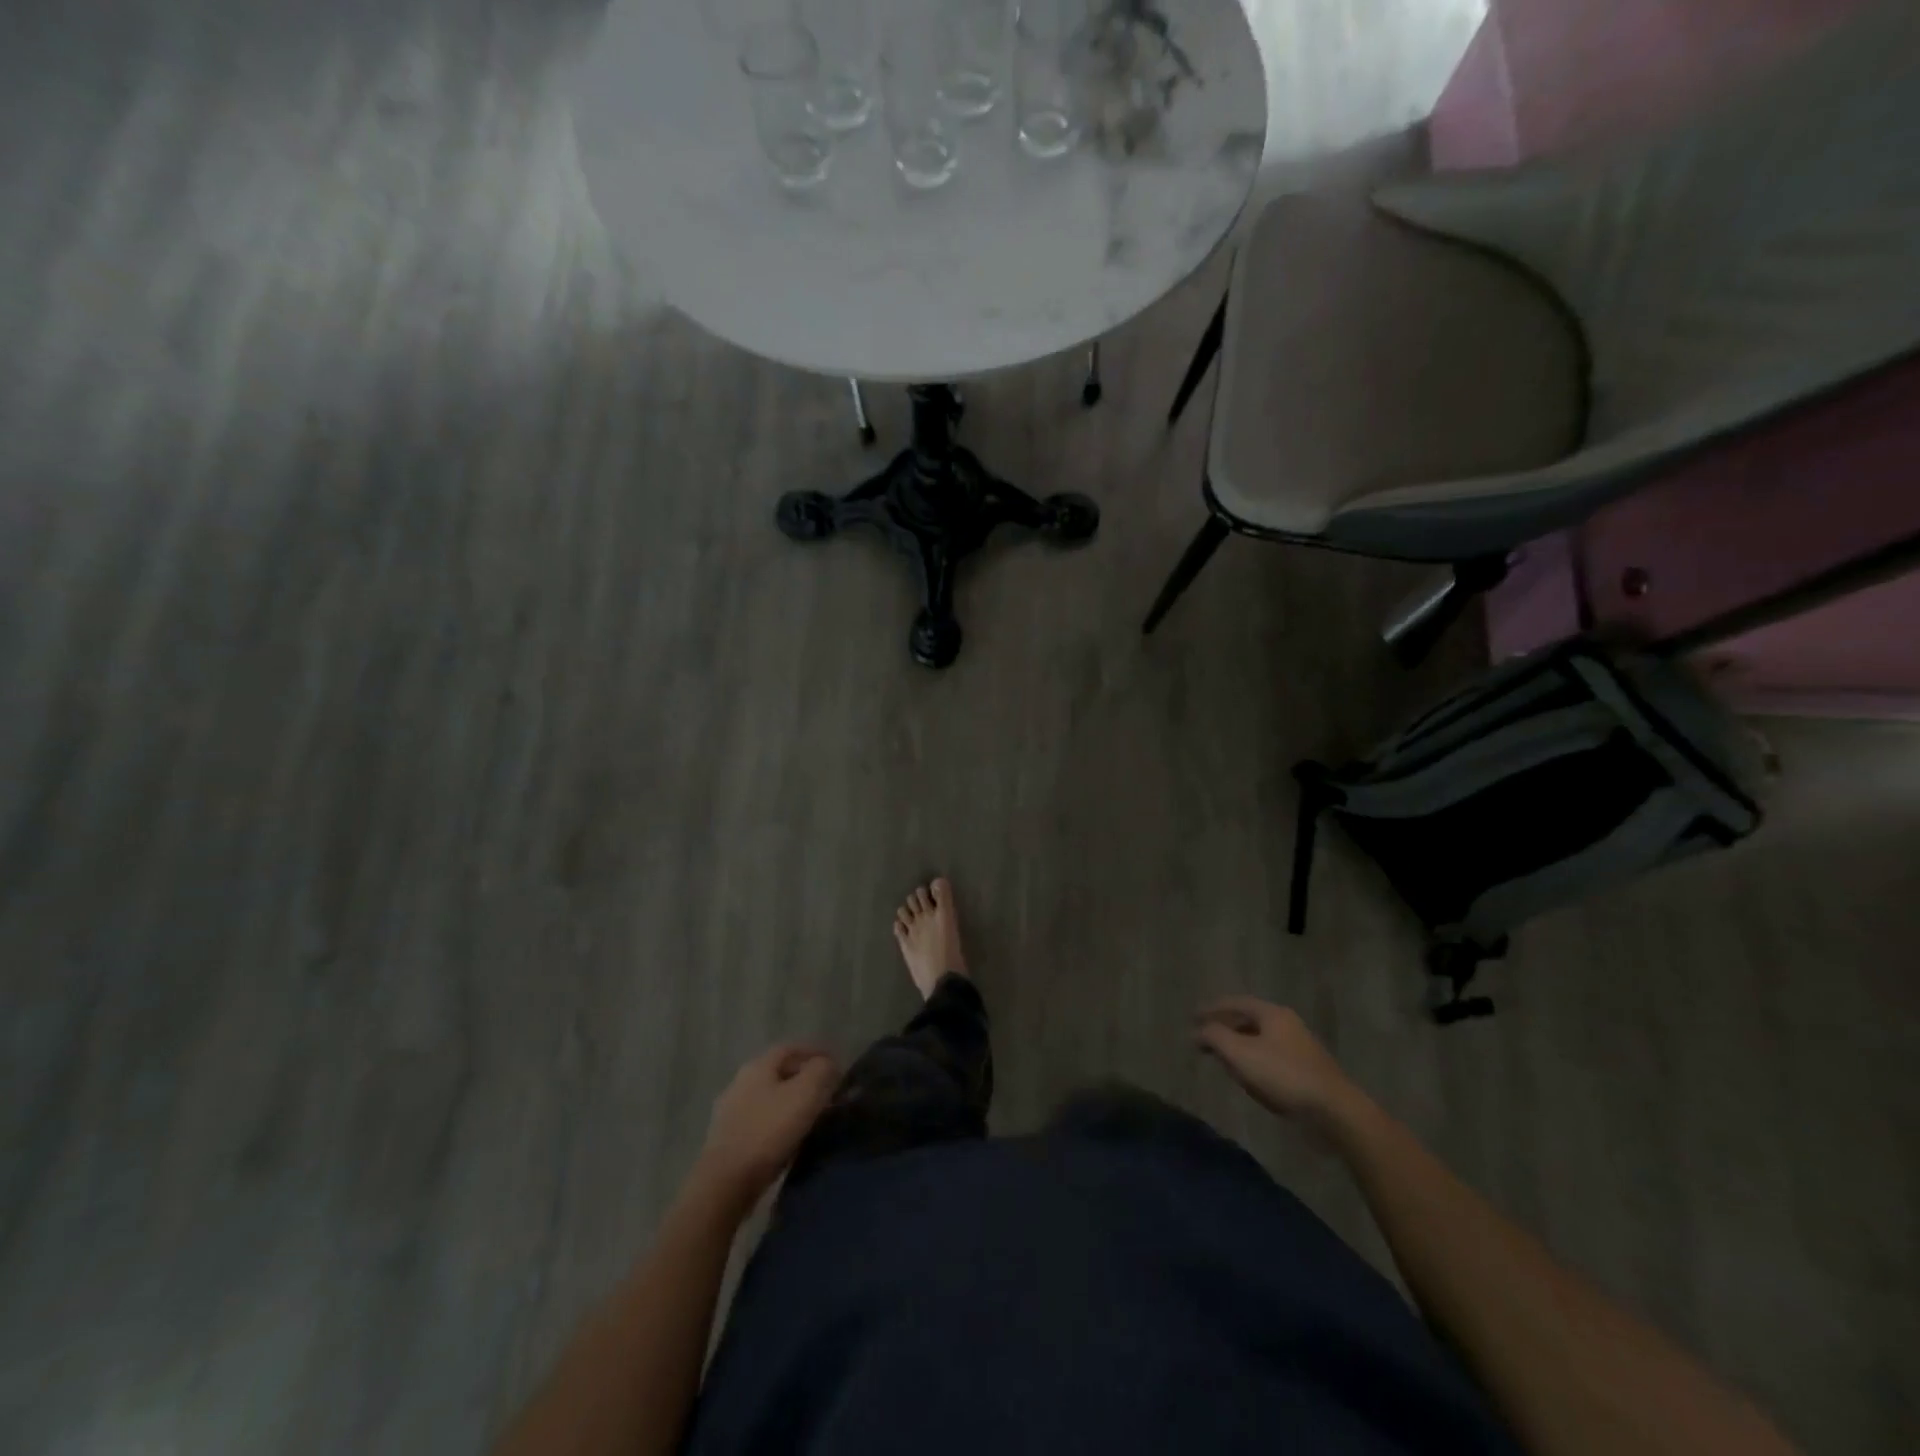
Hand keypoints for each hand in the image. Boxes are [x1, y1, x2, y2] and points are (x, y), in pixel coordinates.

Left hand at [694, 1043, 839, 1209]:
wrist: (725, 1183)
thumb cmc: (768, 1130)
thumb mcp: (806, 1093)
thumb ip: (821, 1071)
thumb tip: (828, 1064)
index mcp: (758, 1066)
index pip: (791, 1048)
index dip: (815, 1052)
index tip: (837, 1065)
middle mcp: (740, 1082)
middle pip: (779, 1072)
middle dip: (805, 1078)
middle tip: (828, 1091)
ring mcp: (730, 1112)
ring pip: (770, 1098)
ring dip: (792, 1102)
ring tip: (814, 1115)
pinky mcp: (728, 1140)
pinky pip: (762, 1121)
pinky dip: (780, 1123)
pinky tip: (791, 1137)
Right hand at [1195, 998, 1364, 1136]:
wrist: (1334, 1112)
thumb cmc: (1283, 1075)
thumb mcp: (1240, 1053)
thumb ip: (1214, 1037)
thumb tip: (1196, 1031)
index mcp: (1273, 1014)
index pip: (1236, 1002)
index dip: (1212, 1008)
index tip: (1192, 1017)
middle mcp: (1287, 1025)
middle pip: (1249, 1020)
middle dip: (1225, 1028)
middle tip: (1205, 1038)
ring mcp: (1300, 1049)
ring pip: (1260, 1041)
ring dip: (1239, 1046)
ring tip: (1222, 1058)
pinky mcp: (1306, 1072)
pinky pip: (1271, 1059)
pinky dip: (1254, 1062)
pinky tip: (1248, 1078)